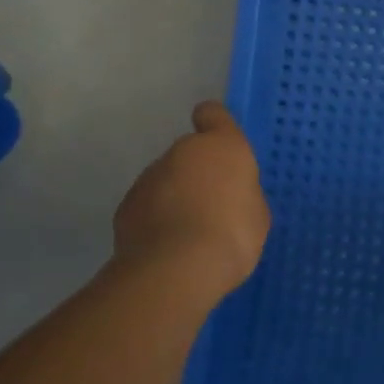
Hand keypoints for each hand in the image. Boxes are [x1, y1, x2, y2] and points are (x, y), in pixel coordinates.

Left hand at [113, 101, 270, 295]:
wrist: (177, 269)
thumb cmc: (232, 234)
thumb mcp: (257, 213)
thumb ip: (242, 193)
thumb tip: (229, 196)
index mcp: (221, 146)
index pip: (213, 114)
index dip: (215, 124)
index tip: (219, 143)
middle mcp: (181, 152)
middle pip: (190, 154)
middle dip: (198, 174)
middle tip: (213, 208)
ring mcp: (148, 178)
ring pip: (166, 180)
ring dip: (176, 197)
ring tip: (189, 234)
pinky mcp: (126, 206)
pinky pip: (148, 206)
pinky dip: (156, 220)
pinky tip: (168, 247)